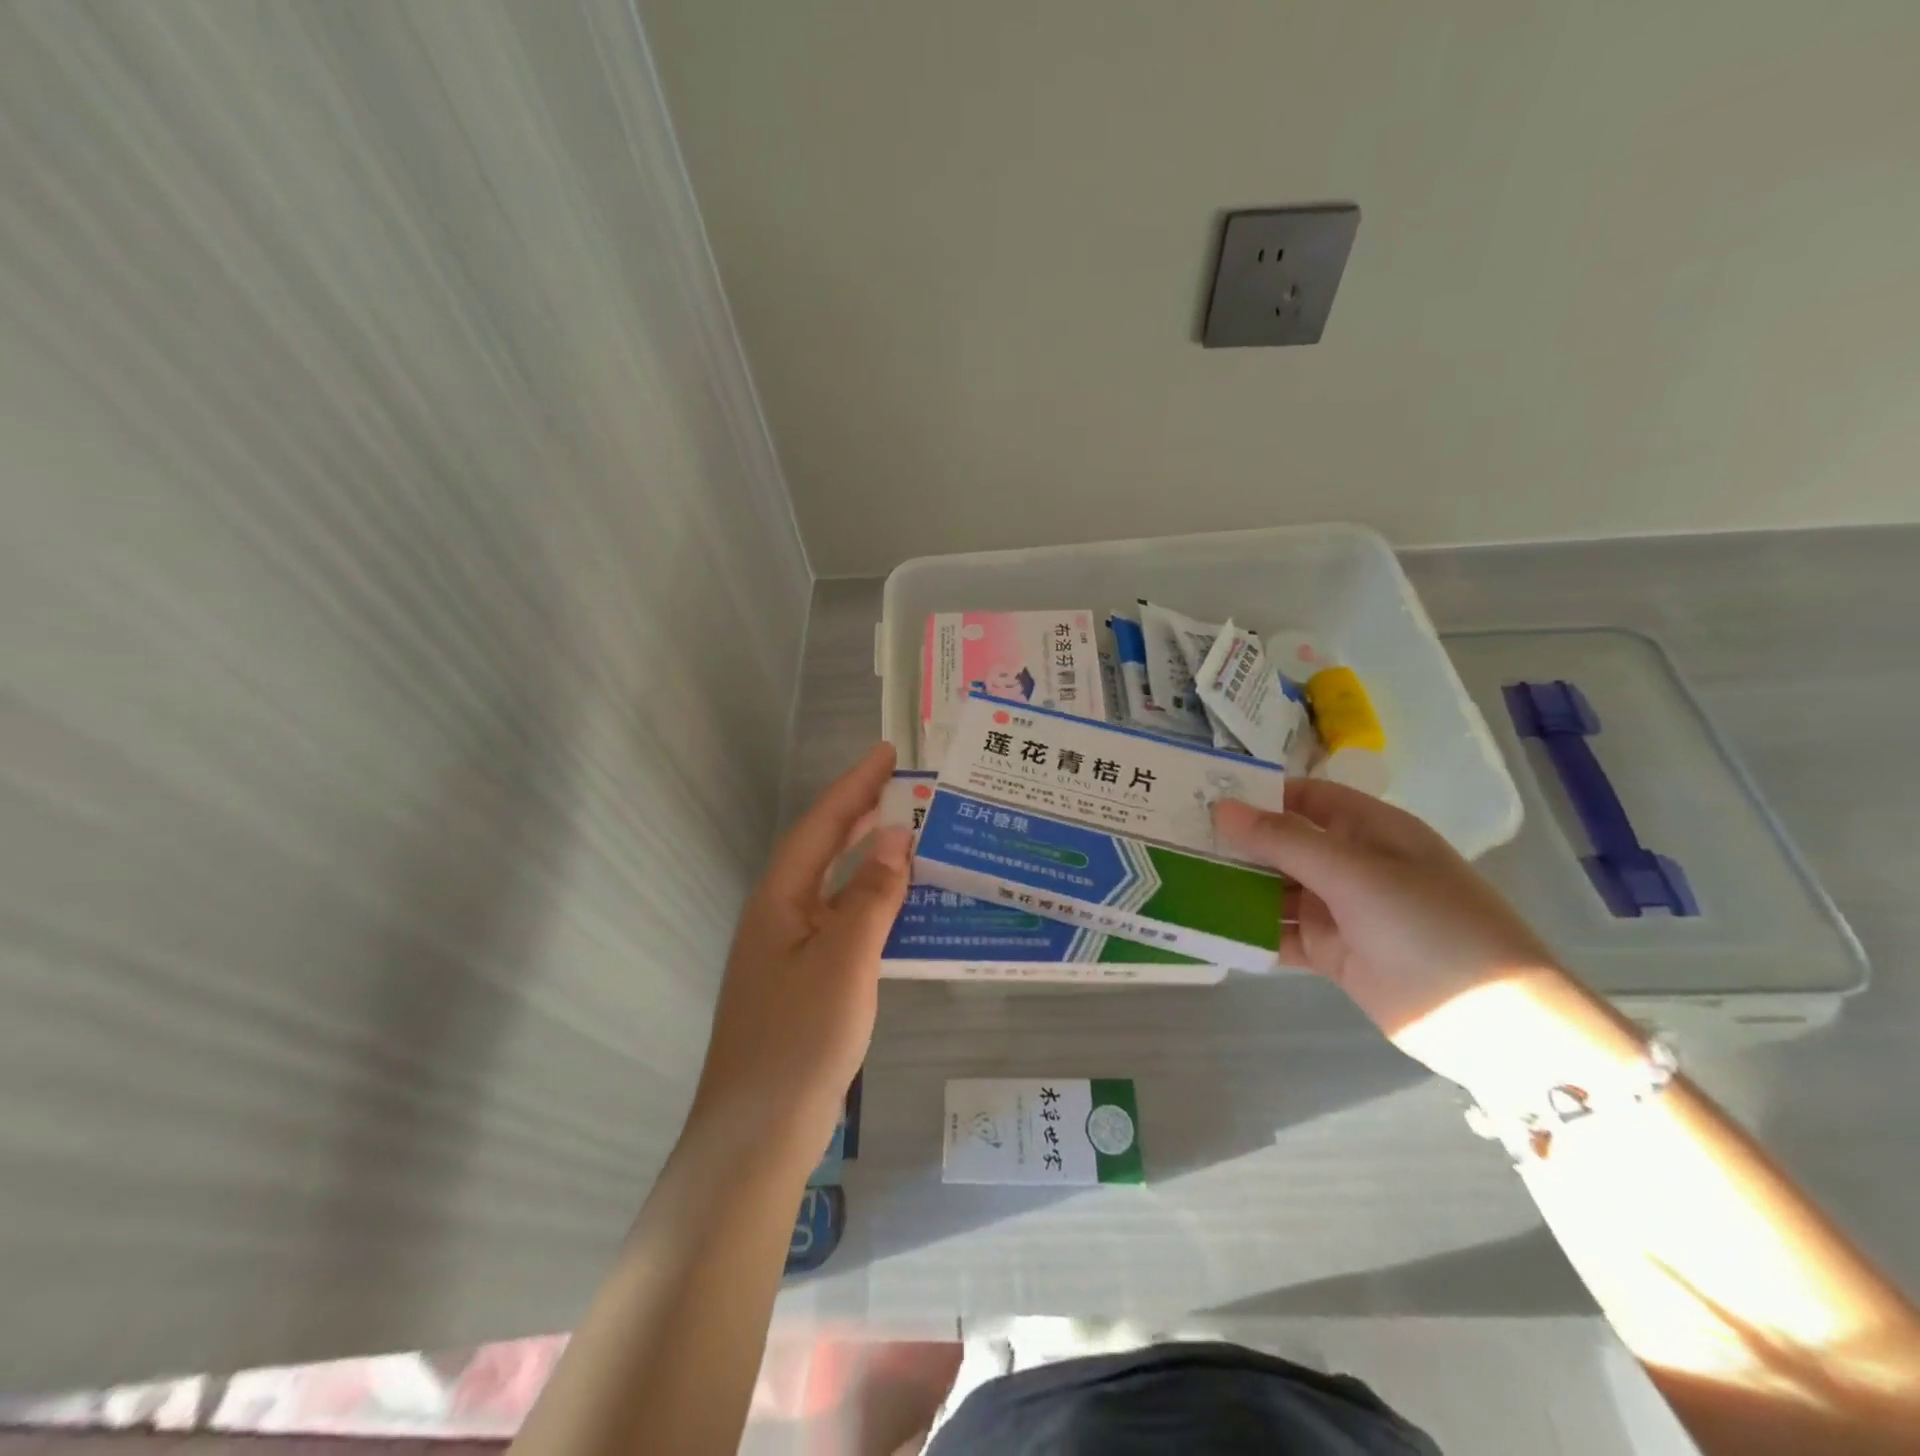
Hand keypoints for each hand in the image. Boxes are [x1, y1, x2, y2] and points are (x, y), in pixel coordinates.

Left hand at [690, 743, 910, 1163]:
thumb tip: (896, 836)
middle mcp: (781, 915)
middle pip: (822, 849)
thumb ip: (872, 895)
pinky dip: (872, 904)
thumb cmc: (799, 1039)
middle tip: (904, 785)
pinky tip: (901, 908)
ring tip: (910, 833)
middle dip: (860, 812)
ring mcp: (790, 951)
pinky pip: (843, 923)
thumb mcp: (845, 960)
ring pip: (834, 887)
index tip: (887, 752)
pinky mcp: (805, 982)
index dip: (854, 786)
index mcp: (780, 899)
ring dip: (868, 858)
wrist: (758, 1134)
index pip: (821, 826)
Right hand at [1212, 780, 1575, 1087]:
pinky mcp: (1337, 954)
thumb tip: (1221, 808)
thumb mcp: (1355, 873)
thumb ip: (1285, 842)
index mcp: (1370, 830)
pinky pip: (1284, 934)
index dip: (1256, 795)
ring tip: (1181, 880)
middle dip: (1237, 843)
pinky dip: (1252, 931)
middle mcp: (1354, 864)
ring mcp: (1345, 911)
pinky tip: (1209, 927)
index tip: (1199, 798)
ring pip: (1279, 890)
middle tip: (1174, 841)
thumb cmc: (1430, 927)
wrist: (1496, 1025)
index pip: (1303, 798)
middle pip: (1285, 843)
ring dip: (1238, 887)